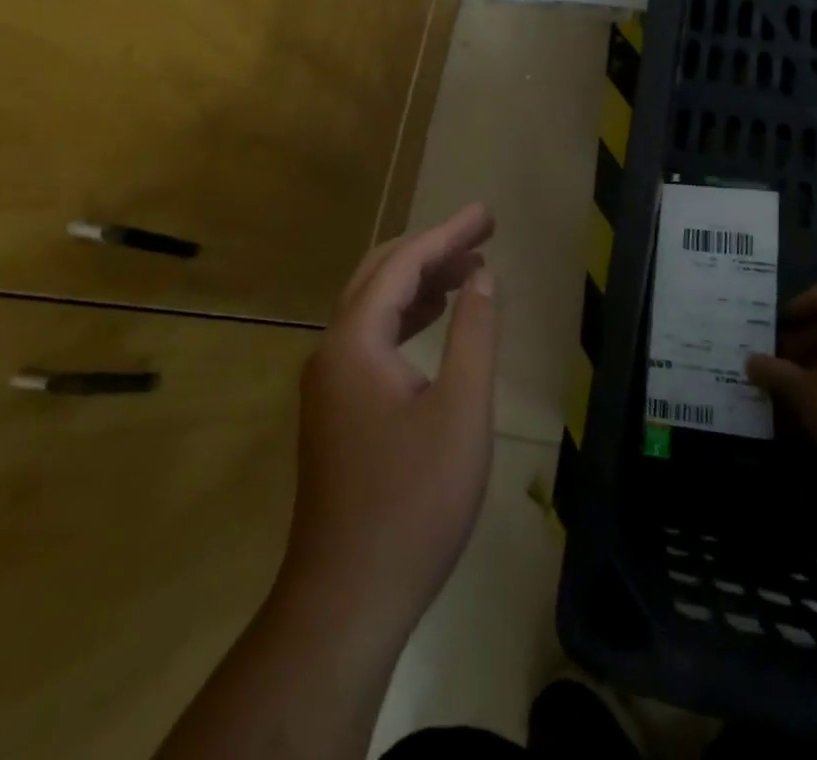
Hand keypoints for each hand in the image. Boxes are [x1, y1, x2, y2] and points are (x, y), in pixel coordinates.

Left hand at [281, 204, 498, 641]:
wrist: (348, 600)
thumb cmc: (413, 502)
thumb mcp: (461, 411)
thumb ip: (473, 333)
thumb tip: (480, 276)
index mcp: (354, 342)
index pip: (403, 265)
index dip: (447, 234)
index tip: (487, 215)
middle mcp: (332, 350)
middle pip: (380, 275)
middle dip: (431, 247)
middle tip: (482, 232)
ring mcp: (329, 382)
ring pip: (374, 306)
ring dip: (420, 280)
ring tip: (469, 268)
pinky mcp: (337, 409)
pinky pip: (372, 338)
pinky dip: (408, 316)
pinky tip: (436, 319)